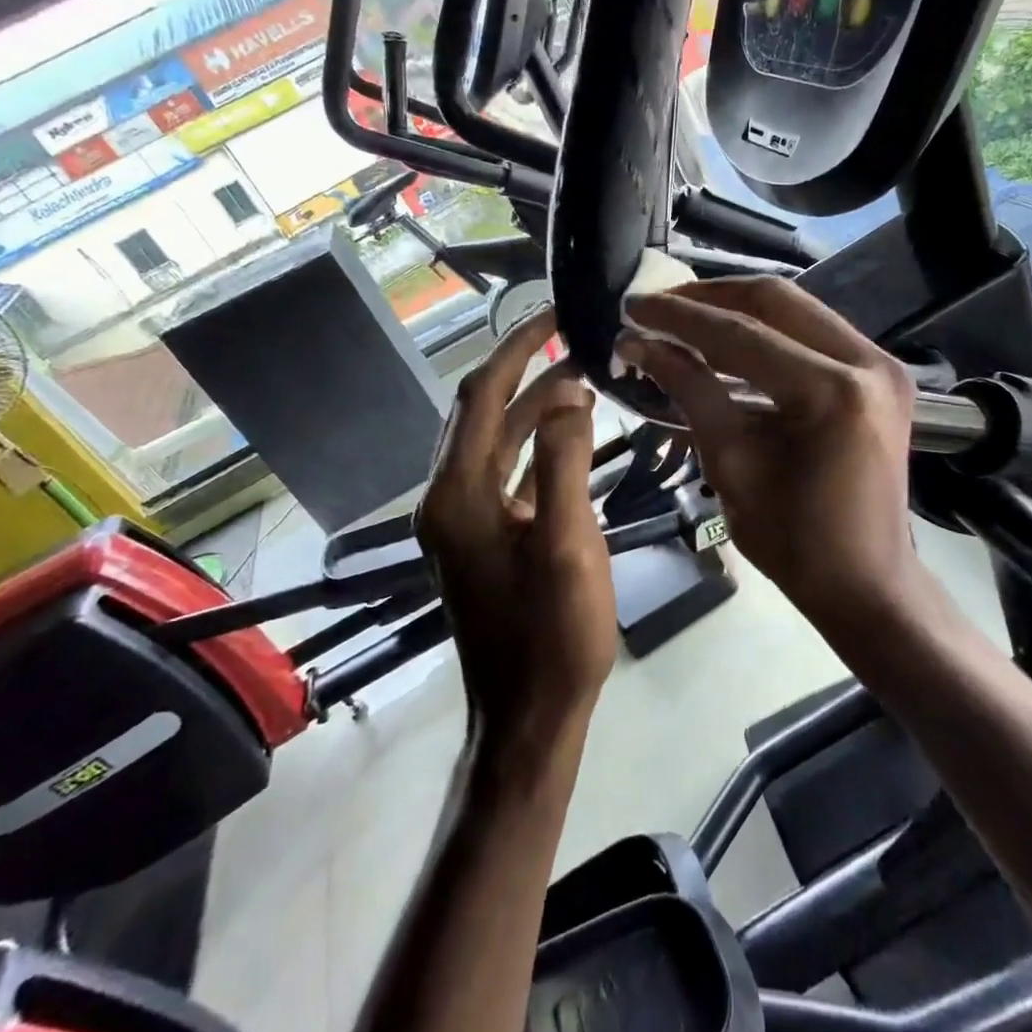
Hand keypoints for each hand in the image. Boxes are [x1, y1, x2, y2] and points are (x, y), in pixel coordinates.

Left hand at [416, 308, 616, 761]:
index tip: (554, 313)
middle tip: (573, 336)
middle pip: (482, 410)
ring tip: (583, 376)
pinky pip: (506, 470)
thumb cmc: (553, 638)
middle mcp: (448, 497)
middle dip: (524, 367)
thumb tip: (569, 392)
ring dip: (534, 405)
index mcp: (458, 494)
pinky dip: (536, 444)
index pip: (482, 394)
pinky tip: (572, 432)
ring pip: (496, 439)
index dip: (517, 346)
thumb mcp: (568, 545)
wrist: (529, 719)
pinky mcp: (482, 536)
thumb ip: (565, 463)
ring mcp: (462, 518)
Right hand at [619, 279, 929, 624]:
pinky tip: (726, 338)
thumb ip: (690, 391)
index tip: (633, 307)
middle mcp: (868, 362)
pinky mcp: (881, 373)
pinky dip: (766, 329)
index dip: (680, 318)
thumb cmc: (793, 540)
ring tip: (683, 317)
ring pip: (797, 308)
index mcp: (832, 393)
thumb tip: (640, 344)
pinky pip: (814, 331)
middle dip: (709, 297)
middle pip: (776, 300)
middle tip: (658, 306)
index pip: (741, 334)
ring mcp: (882, 363)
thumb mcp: (730, 464)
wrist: (866, 583)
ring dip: (736, 308)